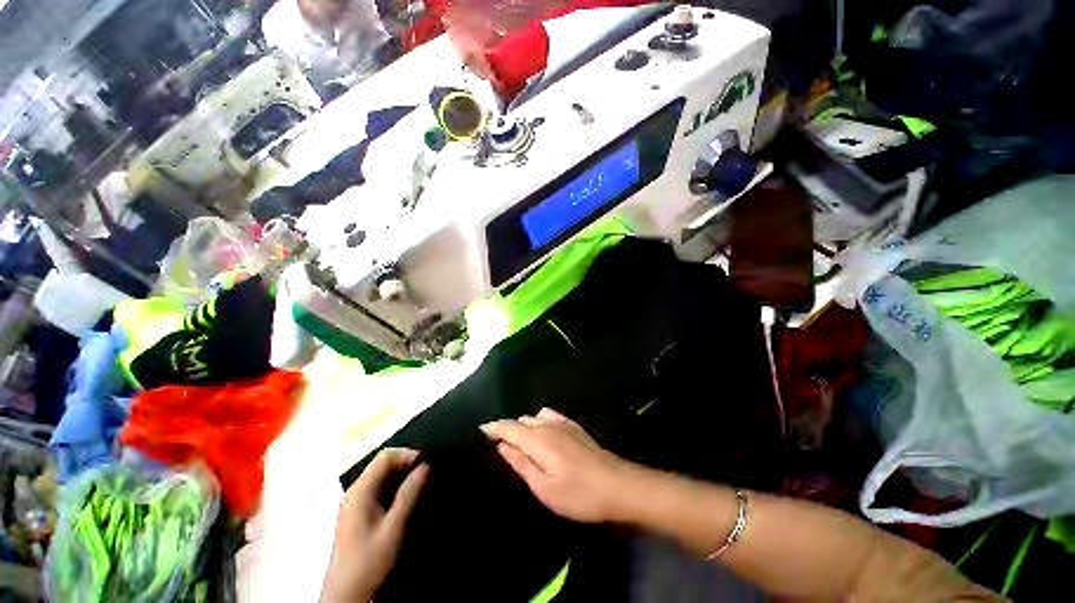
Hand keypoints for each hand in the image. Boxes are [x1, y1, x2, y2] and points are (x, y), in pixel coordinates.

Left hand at [321, 448, 428, 601]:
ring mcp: (354, 503)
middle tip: (427, 476)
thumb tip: (426, 466)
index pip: (386, 456)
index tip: (427, 465)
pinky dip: (395, 488)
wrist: (346, 596)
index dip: (408, 455)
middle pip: (383, 464)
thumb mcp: (394, 528)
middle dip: (406, 465)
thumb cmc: (369, 560)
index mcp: (360, 491)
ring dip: (402, 477)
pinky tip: (406, 500)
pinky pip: (379, 490)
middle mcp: (355, 492)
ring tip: (421, 487)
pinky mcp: (357, 514)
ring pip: (382, 477)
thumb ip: (409, 494)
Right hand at [480, 408, 631, 523]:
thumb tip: (503, 446)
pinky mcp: (574, 426)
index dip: (495, 427)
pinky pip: (550, 416)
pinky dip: (539, 421)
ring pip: (535, 417)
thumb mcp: (544, 487)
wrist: (617, 485)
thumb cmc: (578, 493)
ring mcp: (564, 423)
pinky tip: (542, 433)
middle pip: (522, 420)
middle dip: (509, 428)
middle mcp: (549, 425)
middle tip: (501, 444)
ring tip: (520, 442)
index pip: (510, 427)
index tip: (483, 429)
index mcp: (538, 439)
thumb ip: (521, 463)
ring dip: (524, 425)